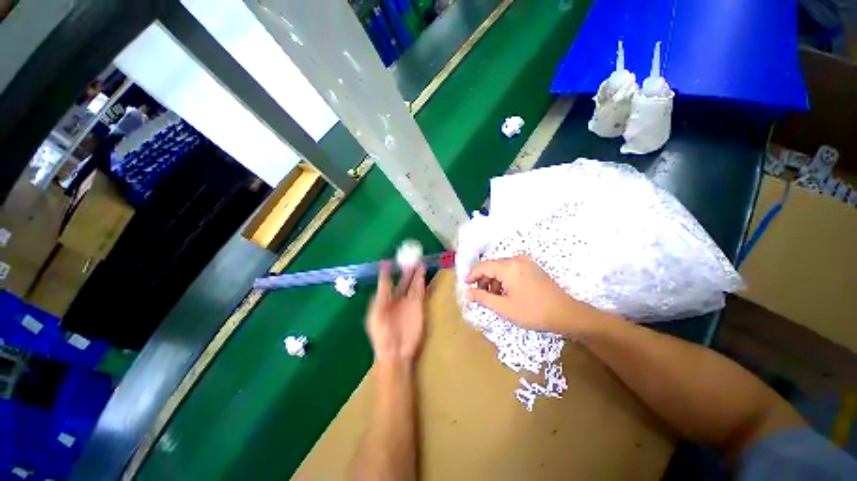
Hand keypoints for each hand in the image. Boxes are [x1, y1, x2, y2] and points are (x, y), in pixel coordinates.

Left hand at [366, 262, 425, 363]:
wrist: (395, 351)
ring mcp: (408, 302)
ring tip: (419, 262)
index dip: (389, 271)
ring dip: (416, 274)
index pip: (387, 281)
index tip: (391, 260)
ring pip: (413, 284)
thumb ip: (382, 291)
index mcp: (384, 299)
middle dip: (407, 270)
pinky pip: (420, 292)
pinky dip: (421, 283)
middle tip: (411, 258)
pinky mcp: (418, 306)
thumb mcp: (377, 311)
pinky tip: (422, 274)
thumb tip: (383, 273)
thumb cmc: (382, 333)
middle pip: (403, 281)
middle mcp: (397, 298)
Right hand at [465, 255, 593, 333]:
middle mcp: (516, 259)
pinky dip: (504, 279)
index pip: (483, 266)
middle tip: (480, 295)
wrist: (566, 314)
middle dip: (483, 280)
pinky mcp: (532, 267)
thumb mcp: (504, 307)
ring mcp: (526, 262)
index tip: (466, 285)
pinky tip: (506, 293)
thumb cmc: (532, 312)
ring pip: (502, 268)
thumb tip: (467, 293)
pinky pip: (512, 269)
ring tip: (493, 297)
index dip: (472, 275)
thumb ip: (482, 298)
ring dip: (494, 280)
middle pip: (492, 266)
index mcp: (508, 267)